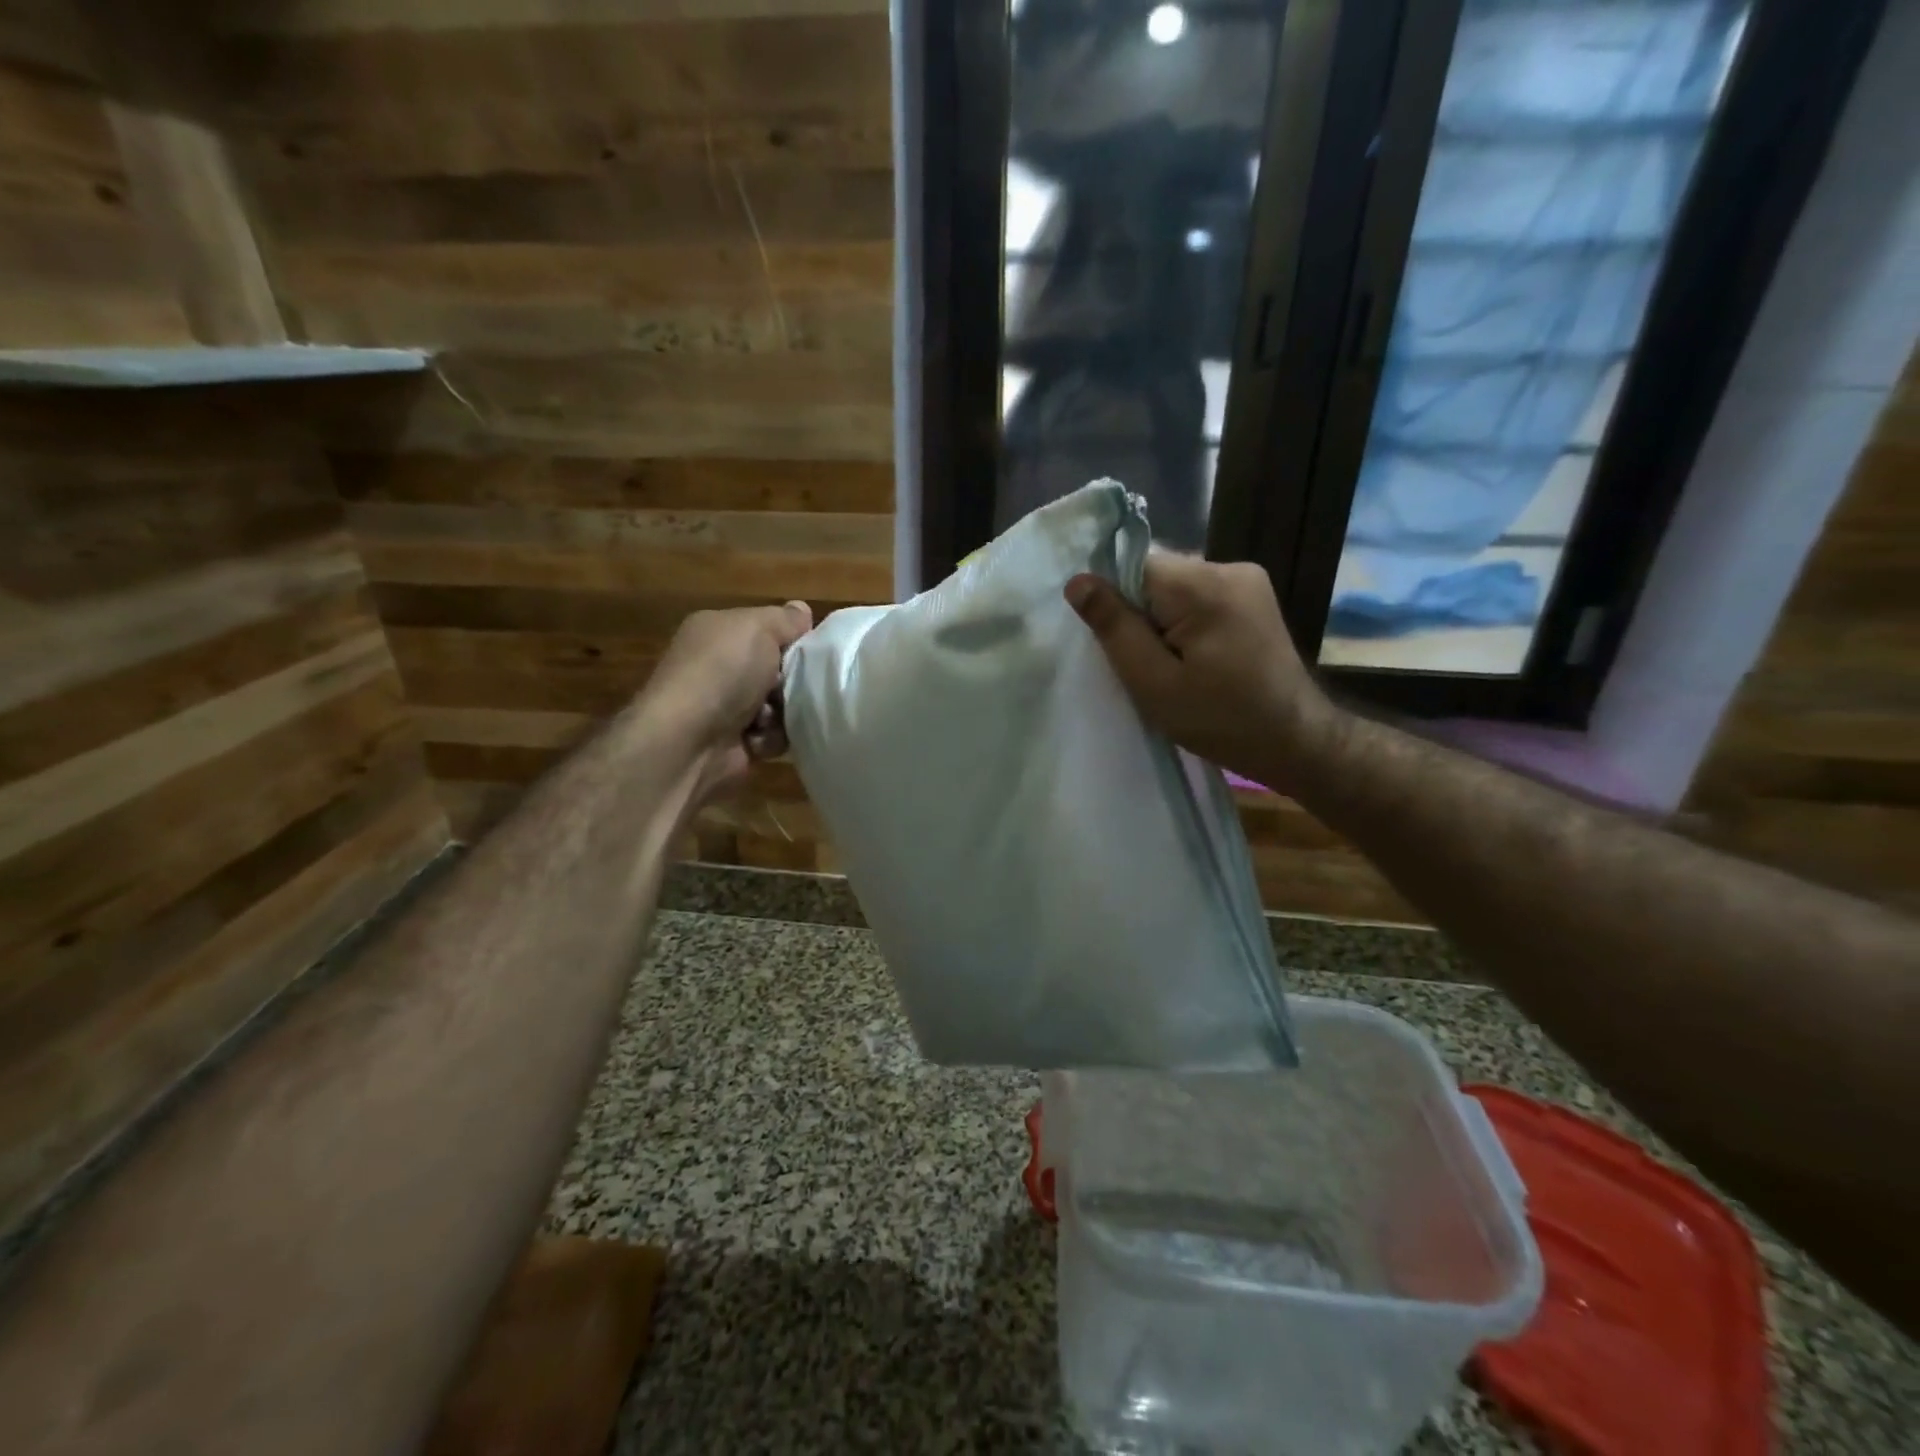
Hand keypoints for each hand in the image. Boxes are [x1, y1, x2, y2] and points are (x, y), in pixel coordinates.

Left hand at [636, 602, 812, 802]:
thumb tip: (802, 610)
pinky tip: (757, 739)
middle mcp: (719, 667)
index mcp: (718, 632)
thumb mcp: (757, 628)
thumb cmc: (722, 673)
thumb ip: (785, 619)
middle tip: (796, 684)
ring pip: (780, 705)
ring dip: (783, 712)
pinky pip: (772, 736)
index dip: (793, 638)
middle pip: (778, 669)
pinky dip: (770, 738)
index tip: (811, 649)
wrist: (686, 741)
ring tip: (771, 717)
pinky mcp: (734, 742)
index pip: (767, 629)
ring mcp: (725, 706)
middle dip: (792, 679)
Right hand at [1065, 554, 1339, 793]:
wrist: (1295, 739)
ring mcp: (1248, 580)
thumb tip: (1078, 581)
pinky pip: (1200, 597)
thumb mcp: (1153, 682)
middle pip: (1157, 575)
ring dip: (1164, 620)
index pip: (1135, 567)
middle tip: (1149, 666)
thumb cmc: (1220, 719)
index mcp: (1203, 586)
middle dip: (1142, 615)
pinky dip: (1187, 623)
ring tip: (1175, 666)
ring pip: (1177, 587)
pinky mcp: (1255, 597)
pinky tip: (1197, 659)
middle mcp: (1229, 567)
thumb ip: (1115, 628)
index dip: (1118, 604)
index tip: (1121, 646)